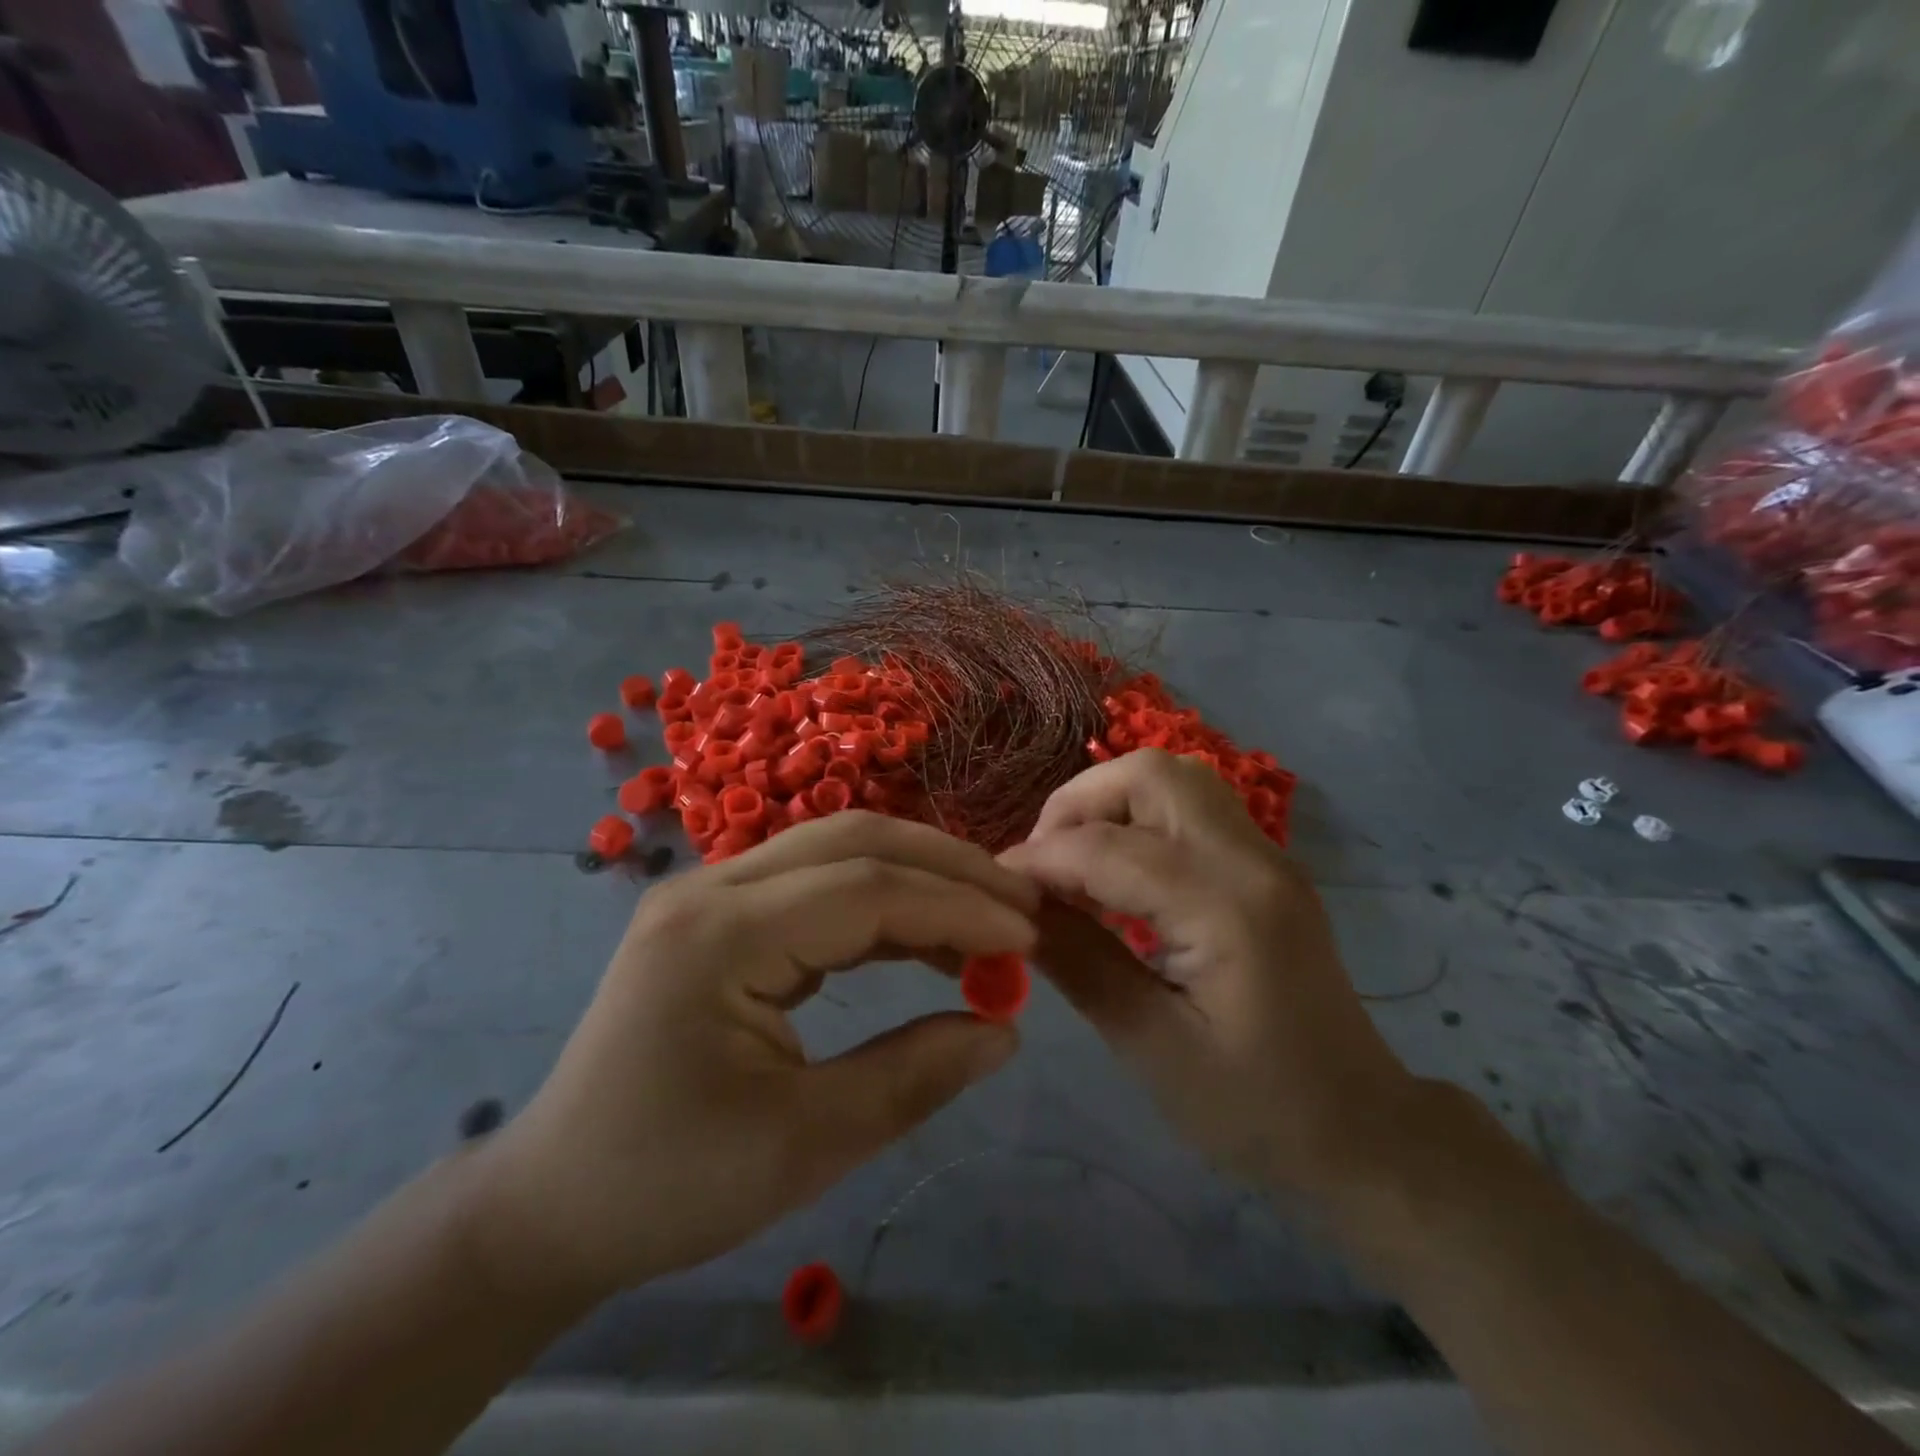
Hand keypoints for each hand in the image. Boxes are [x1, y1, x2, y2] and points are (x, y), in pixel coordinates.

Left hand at [467, 813, 1038, 1304]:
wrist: (554, 1200)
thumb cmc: (670, 1184)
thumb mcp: (804, 1146)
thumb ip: (913, 1077)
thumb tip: (1005, 1030)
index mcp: (720, 936)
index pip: (866, 889)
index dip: (956, 907)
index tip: (1027, 938)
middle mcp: (712, 888)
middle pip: (854, 839)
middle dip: (947, 866)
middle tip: (1019, 905)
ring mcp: (712, 893)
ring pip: (838, 849)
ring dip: (919, 876)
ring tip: (986, 922)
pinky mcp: (722, 913)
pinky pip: (818, 883)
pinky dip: (882, 902)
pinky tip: (925, 938)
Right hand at [1001, 749, 1417, 1205]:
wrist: (1361, 1132)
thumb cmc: (1254, 1109)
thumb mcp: (1151, 1046)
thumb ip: (1079, 962)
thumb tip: (1013, 909)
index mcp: (1227, 908)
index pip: (1108, 848)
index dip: (1039, 859)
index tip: (995, 886)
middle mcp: (1252, 860)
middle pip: (1152, 775)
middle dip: (1079, 802)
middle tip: (1041, 862)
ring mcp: (1267, 856)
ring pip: (1175, 779)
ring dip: (1110, 803)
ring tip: (1072, 862)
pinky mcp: (1266, 867)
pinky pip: (1191, 808)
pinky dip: (1139, 819)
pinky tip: (1115, 875)